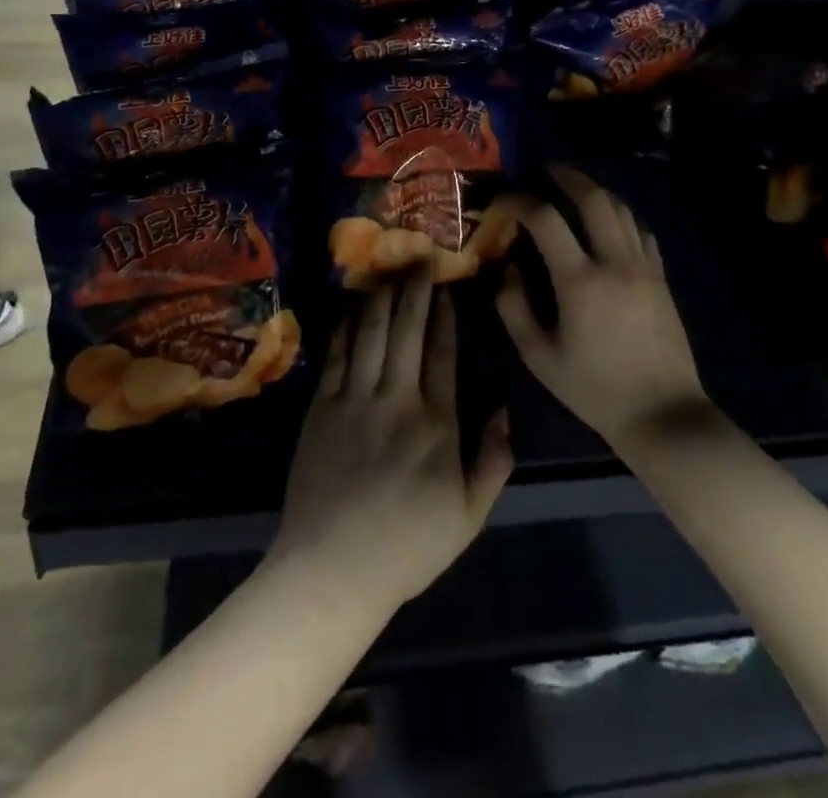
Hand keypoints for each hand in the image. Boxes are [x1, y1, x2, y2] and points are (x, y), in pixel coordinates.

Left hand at [271, 272, 512, 615]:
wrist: (334, 568)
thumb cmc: (408, 546)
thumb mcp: (468, 516)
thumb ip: (493, 461)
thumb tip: (504, 410)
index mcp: (437, 423)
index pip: (443, 354)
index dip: (445, 316)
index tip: (447, 287)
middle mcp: (398, 399)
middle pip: (408, 332)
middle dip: (415, 292)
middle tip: (419, 259)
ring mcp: (355, 399)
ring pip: (372, 334)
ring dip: (382, 298)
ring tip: (389, 270)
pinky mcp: (322, 407)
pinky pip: (337, 355)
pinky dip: (346, 326)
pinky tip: (352, 305)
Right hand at [496, 165, 709, 454]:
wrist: (664, 415)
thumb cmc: (595, 390)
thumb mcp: (540, 357)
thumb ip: (514, 308)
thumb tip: (507, 268)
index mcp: (580, 281)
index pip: (546, 220)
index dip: (521, 201)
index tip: (504, 199)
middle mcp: (615, 262)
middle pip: (594, 199)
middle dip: (568, 177)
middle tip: (548, 169)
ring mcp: (644, 267)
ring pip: (622, 209)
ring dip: (596, 190)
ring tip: (575, 186)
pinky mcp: (661, 278)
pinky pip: (641, 230)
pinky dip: (620, 214)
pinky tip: (609, 218)